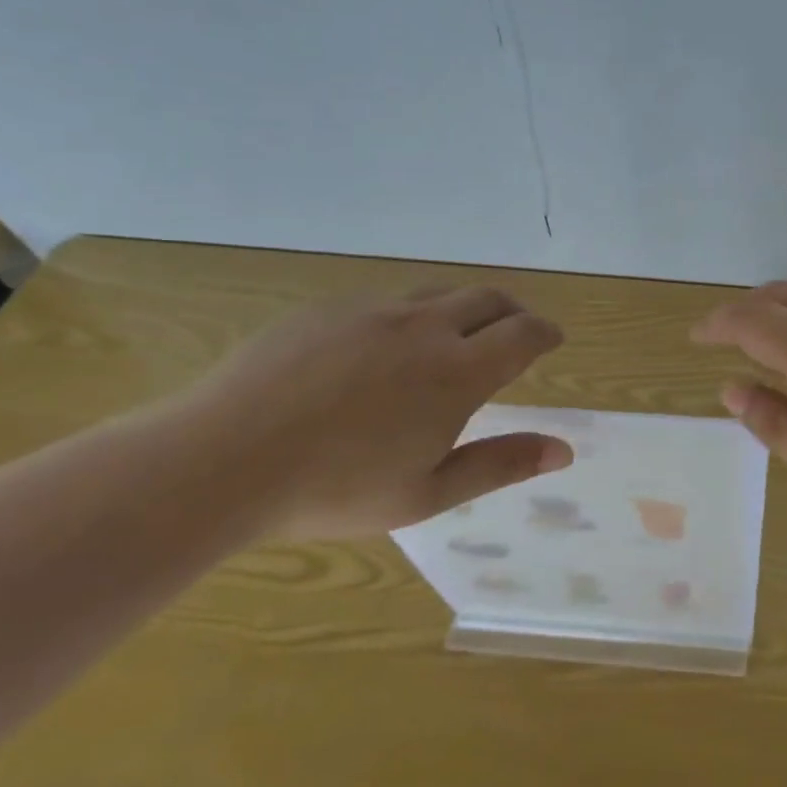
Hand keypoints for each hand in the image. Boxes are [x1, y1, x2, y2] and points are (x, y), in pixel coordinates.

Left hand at [171, 287, 571, 540]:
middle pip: (488, 299)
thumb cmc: (336, 489)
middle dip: (514, 312)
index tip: (553, 340)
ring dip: (464, 309)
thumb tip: (564, 450)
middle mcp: (423, 327)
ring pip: (438, 295)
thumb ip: (501, 464)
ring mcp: (372, 311)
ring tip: (458, 336)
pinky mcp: (327, 310)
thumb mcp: (428, 492)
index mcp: (457, 371)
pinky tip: (384, 351)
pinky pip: (386, 302)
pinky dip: (410, 317)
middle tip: (518, 333)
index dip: (546, 333)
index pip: (523, 334)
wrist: (222, 460)